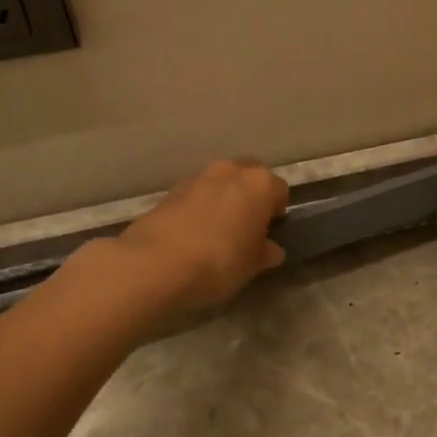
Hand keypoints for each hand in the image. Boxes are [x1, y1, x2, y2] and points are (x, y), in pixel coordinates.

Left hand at [114, 159, 289, 315]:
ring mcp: (197, 177)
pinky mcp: (170, 190)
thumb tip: (270, 249)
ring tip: (215, 234)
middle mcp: (231, 171)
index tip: (269, 233)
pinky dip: (197, 210)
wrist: (156, 263)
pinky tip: (191, 237)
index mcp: (260, 184)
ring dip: (222, 202)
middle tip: (245, 230)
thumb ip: (266, 252)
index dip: (277, 212)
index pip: (280, 190)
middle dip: (250, 199)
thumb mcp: (253, 265)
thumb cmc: (220, 261)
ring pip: (220, 185)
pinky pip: (195, 197)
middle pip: (249, 179)